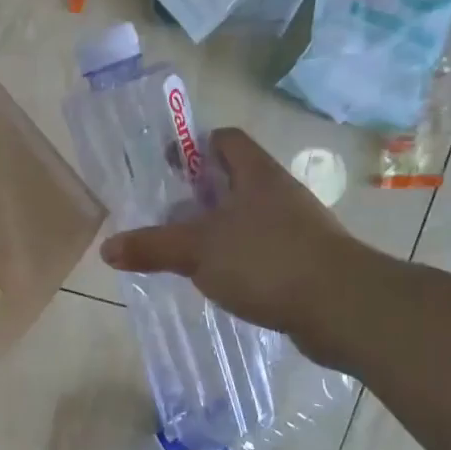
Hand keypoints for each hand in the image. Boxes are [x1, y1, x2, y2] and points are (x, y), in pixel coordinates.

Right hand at [100, 128, 384, 369]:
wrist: (343, 309)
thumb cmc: (267, 261)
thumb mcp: (197, 251)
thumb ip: (151, 247)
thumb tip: (107, 248)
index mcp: (257, 175)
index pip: (225, 140)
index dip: (194, 145)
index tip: (166, 166)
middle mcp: (279, 195)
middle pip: (233, 181)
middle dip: (197, 195)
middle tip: (163, 214)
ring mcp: (296, 230)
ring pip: (245, 219)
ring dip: (215, 230)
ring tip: (182, 250)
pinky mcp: (303, 263)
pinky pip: (259, 251)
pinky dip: (235, 259)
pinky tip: (215, 280)